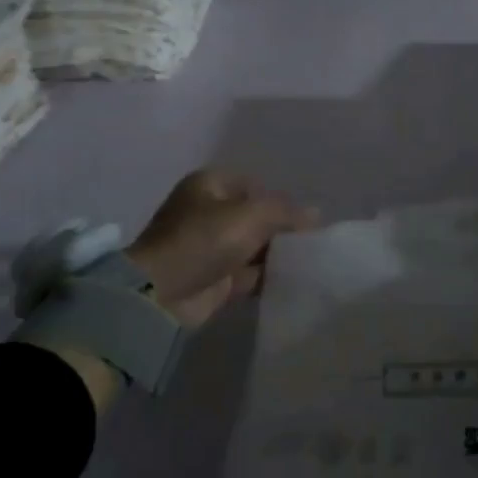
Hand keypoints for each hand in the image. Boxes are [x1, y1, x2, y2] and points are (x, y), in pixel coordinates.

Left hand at [126, 169, 315, 328]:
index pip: (254, 186)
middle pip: (255, 217)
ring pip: (254, 246)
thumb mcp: (251, 215)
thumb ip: (286, 212)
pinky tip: (293, 281)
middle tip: (311, 242)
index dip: (280, 200)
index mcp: (210, 185)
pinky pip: (249, 273)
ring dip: (276, 254)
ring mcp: (211, 247)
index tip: (304, 220)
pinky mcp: (215, 278)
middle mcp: (209, 212)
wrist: (161, 293)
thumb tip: (316, 213)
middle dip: (281, 229)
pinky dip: (268, 276)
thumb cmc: (204, 239)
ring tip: (309, 262)